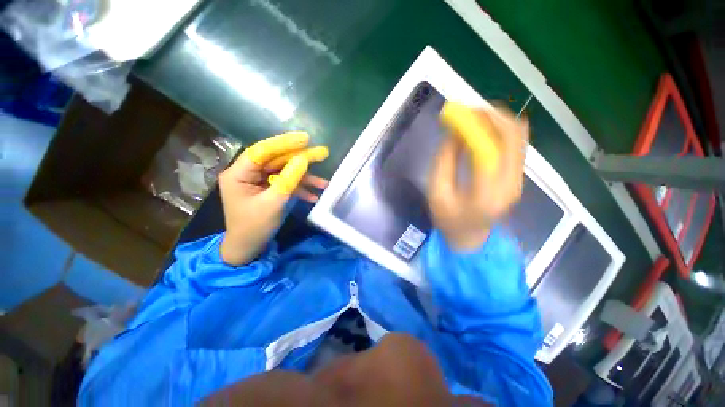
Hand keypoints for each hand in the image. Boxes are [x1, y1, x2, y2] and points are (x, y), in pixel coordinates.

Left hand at [218, 132, 328, 264]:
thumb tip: (303, 159)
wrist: (249, 248)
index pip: (262, 151)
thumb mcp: (274, 203)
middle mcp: (248, 173)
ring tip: (324, 183)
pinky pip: (286, 184)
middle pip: (277, 160)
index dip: (284, 143)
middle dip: (301, 160)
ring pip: (285, 172)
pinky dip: (300, 189)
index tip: (305, 139)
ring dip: (305, 179)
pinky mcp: (268, 189)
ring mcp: (259, 181)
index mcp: (239, 173)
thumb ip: (289, 179)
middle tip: (322, 154)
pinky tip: (314, 196)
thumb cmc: (255, 227)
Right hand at [429, 103, 528, 250]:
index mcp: (486, 195)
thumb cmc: (447, 218)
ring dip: (498, 120)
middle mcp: (511, 185)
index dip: (476, 125)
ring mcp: (518, 180)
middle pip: (513, 137)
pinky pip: (516, 145)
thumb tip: (454, 129)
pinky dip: (502, 131)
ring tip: (476, 115)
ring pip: (519, 137)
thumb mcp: (437, 191)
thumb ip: (445, 160)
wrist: (469, 237)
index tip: (459, 112)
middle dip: (491, 116)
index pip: (489, 149)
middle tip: (470, 108)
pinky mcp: (518, 177)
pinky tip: (485, 128)